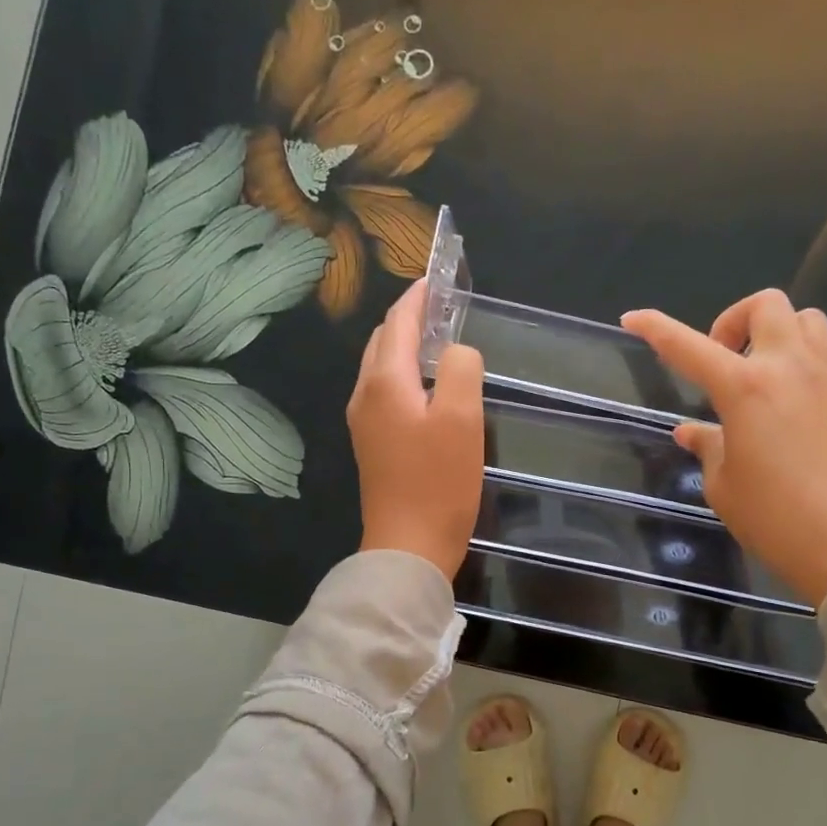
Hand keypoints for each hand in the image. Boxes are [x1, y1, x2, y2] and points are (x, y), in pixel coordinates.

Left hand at [348, 281, 485, 581]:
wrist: (408, 547)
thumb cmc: (439, 483)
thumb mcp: (462, 419)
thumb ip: (461, 368)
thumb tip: (456, 352)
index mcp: (385, 381)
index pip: (400, 321)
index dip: (420, 296)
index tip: (440, 278)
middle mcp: (365, 394)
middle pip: (385, 340)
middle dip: (410, 318)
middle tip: (445, 309)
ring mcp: (364, 422)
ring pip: (382, 367)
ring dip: (406, 347)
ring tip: (440, 342)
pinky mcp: (372, 445)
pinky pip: (385, 393)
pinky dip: (405, 375)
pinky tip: (428, 388)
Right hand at [622, 290, 826, 606]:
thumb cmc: (775, 518)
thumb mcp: (724, 485)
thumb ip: (707, 447)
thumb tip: (691, 432)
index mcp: (744, 388)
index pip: (688, 346)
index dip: (656, 328)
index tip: (634, 318)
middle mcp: (789, 366)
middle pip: (765, 305)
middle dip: (735, 321)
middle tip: (723, 361)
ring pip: (807, 319)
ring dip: (779, 334)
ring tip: (766, 374)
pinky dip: (817, 360)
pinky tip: (806, 393)